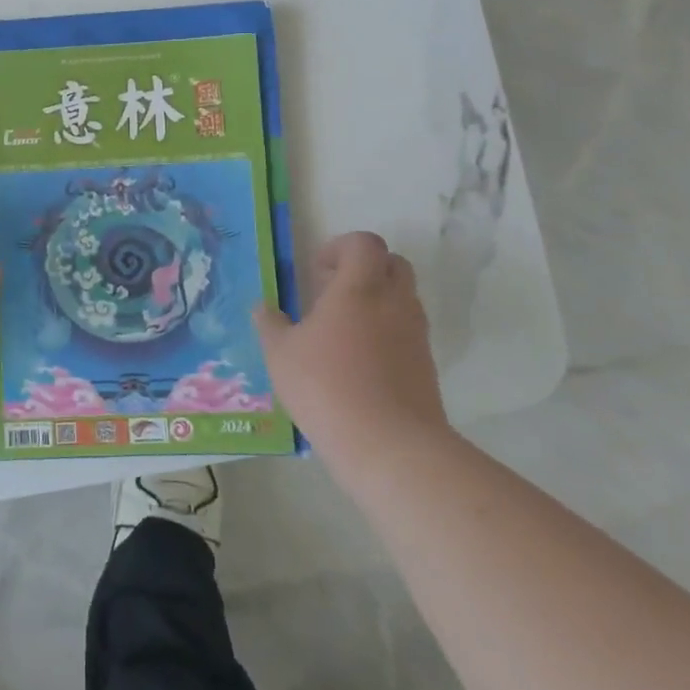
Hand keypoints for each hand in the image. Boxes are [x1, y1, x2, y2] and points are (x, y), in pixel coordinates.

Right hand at [255, 232, 448, 484]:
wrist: (390, 446)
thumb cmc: (326, 386)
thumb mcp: (281, 354)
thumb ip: (270, 325)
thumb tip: (263, 309)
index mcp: (359, 288)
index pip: (364, 243)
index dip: (340, 247)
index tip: (317, 271)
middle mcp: (394, 303)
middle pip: (393, 264)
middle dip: (364, 269)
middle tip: (332, 292)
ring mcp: (415, 335)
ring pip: (403, 298)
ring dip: (376, 301)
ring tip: (341, 331)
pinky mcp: (426, 366)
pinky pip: (407, 332)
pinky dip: (386, 333)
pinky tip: (357, 362)